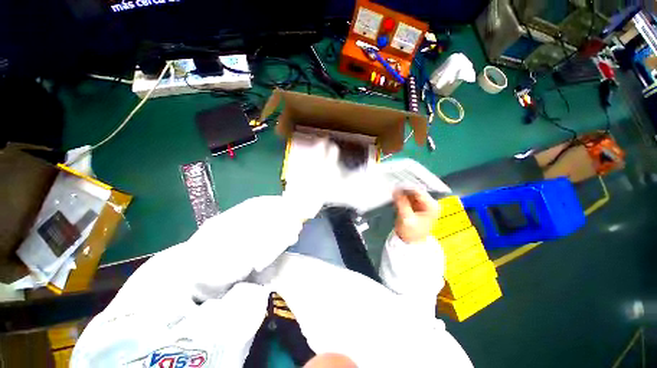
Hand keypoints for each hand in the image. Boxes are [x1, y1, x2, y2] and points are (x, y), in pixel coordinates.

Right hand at [393, 189, 439, 243]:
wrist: (410, 243)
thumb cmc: (411, 233)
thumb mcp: (406, 217)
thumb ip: (401, 202)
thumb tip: (395, 190)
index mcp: (432, 206)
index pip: (419, 191)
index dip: (407, 187)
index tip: (396, 185)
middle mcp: (429, 204)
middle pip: (415, 191)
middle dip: (404, 190)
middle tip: (393, 188)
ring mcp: (423, 205)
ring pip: (411, 194)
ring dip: (402, 193)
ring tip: (394, 192)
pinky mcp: (416, 206)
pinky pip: (408, 198)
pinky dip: (402, 197)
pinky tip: (396, 197)